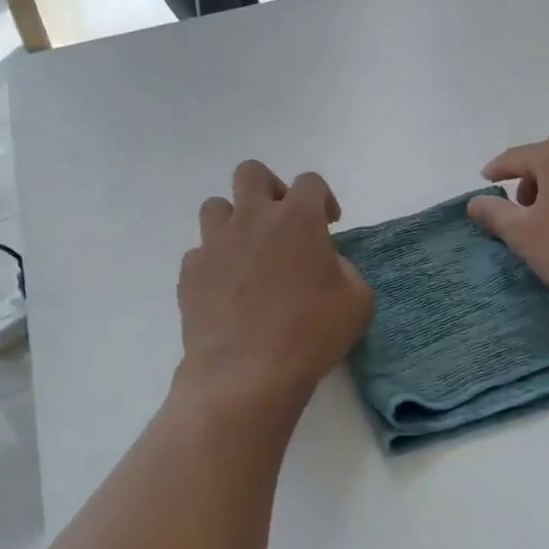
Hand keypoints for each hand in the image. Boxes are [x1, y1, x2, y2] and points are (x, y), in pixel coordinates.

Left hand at [176, 161, 372, 429]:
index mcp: (297, 218)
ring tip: (249, 251)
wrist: (246, 375)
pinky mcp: (190, 273)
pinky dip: (214, 261)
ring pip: (215, 206)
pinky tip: (227, 288)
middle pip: (251, 173)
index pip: (310, 182)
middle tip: (282, 222)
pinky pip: (200, 252)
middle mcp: (252, 219)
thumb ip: (346, 269)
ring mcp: (215, 244)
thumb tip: (325, 263)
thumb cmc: (311, 335)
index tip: (328, 225)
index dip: (322, 199)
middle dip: (269, 189)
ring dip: (234, 220)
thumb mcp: (358, 301)